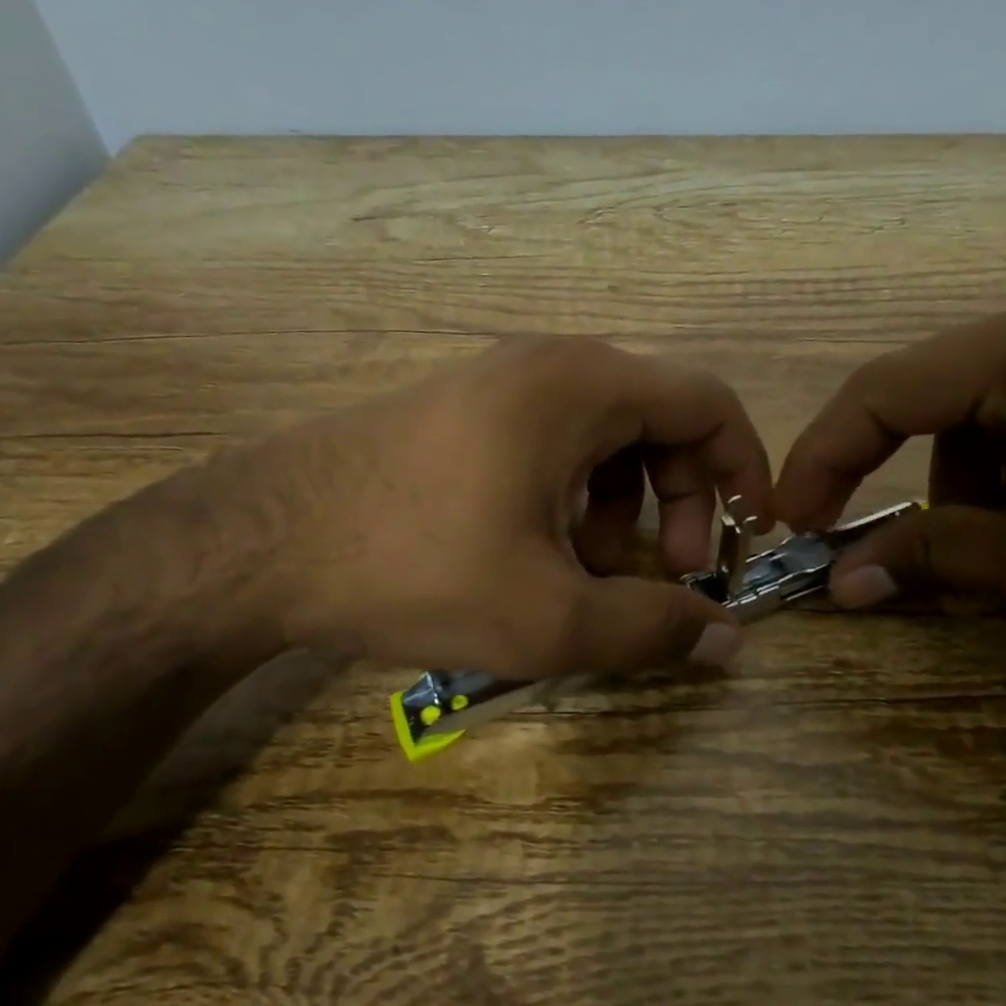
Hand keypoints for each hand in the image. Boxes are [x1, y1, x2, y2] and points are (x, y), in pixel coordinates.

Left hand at [229, 336, 772, 677]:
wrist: (257, 542)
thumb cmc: (414, 567)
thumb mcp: (548, 616)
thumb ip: (653, 628)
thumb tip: (730, 641)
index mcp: (581, 385)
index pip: (707, 402)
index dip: (744, 467)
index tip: (749, 534)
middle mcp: (547, 364)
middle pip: (659, 419)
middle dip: (681, 500)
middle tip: (667, 575)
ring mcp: (498, 381)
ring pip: (605, 435)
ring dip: (626, 505)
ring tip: (594, 573)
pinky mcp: (463, 410)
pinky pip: (554, 440)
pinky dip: (576, 494)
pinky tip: (542, 550)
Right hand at [775, 283, 1005, 680]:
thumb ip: (927, 560)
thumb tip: (837, 586)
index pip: (886, 390)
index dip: (821, 457)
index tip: (786, 519)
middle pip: (929, 403)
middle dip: (890, 482)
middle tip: (859, 551)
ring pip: (976, 426)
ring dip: (959, 499)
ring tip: (987, 568)